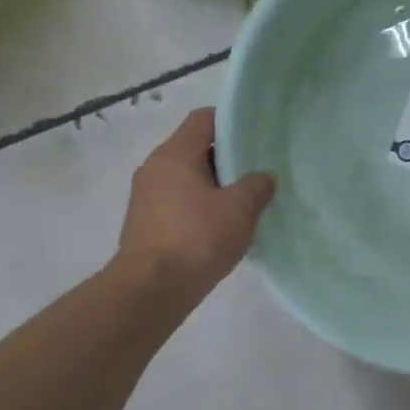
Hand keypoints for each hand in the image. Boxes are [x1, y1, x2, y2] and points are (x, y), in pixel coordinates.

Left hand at [117, 109, 275, 307]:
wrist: (151, 289)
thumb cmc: (197, 239)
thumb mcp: (239, 209)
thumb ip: (256, 186)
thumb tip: (263, 177)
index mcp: (174, 154)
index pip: (204, 119)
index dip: (232, 121)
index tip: (256, 135)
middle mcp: (155, 168)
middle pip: (195, 149)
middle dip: (226, 159)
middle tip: (257, 172)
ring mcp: (146, 197)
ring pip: (187, 179)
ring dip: (214, 187)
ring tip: (244, 204)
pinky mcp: (145, 224)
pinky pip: (178, 204)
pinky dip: (199, 209)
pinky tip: (221, 229)